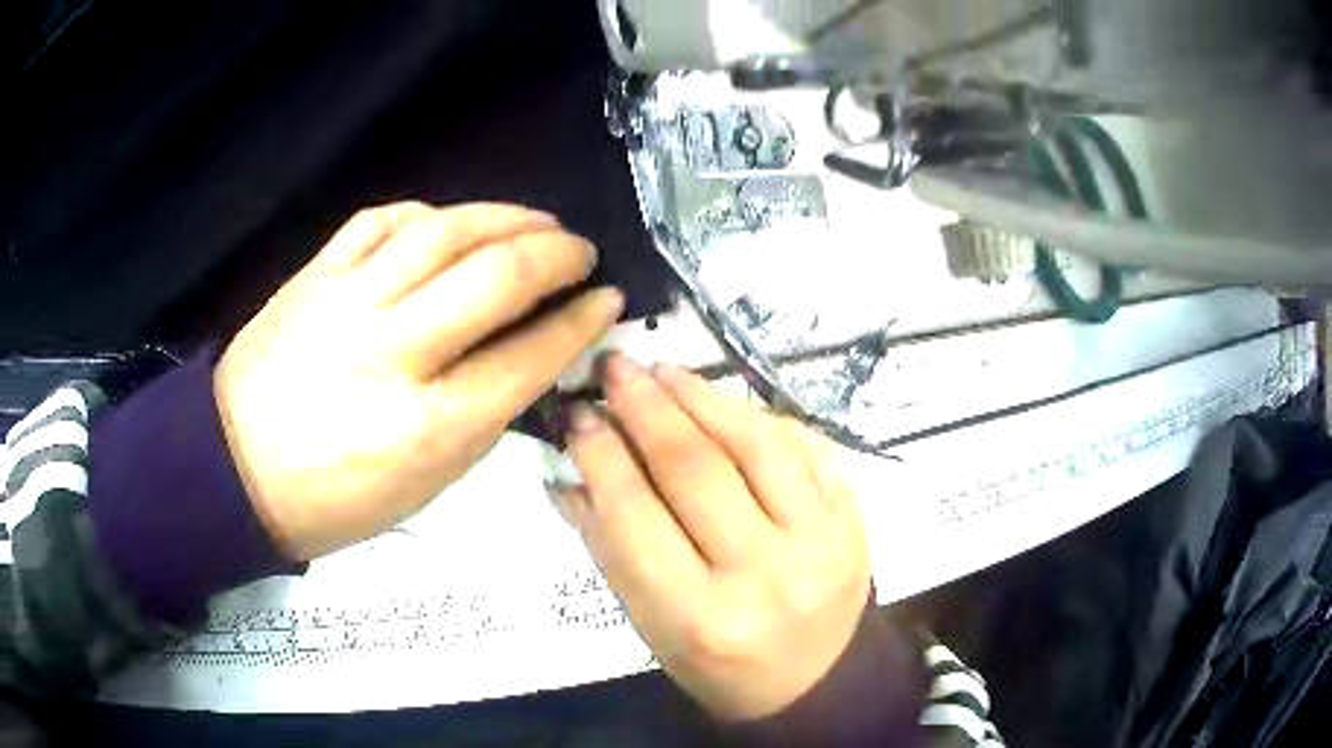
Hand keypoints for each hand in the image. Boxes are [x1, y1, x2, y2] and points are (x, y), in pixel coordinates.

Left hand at [215, 202, 623, 559]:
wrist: (234, 469)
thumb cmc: (335, 501)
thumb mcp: (425, 487)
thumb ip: (481, 418)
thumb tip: (529, 357)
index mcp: (427, 426)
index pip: (527, 357)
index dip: (579, 322)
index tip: (608, 300)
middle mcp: (393, 352)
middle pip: (496, 277)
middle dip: (557, 255)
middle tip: (582, 252)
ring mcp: (349, 303)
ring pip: (444, 232)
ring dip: (506, 217)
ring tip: (539, 222)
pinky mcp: (316, 275)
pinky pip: (382, 221)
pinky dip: (429, 213)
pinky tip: (452, 222)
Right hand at [560, 354, 870, 720]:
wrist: (813, 683)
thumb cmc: (717, 666)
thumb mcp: (649, 624)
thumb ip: (609, 547)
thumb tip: (570, 472)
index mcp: (700, 617)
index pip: (635, 515)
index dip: (601, 455)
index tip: (579, 414)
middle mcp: (765, 576)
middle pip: (695, 468)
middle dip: (646, 407)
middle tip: (617, 368)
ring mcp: (822, 543)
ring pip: (756, 444)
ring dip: (704, 396)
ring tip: (666, 370)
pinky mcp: (855, 521)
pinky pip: (807, 448)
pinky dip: (760, 418)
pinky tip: (726, 403)